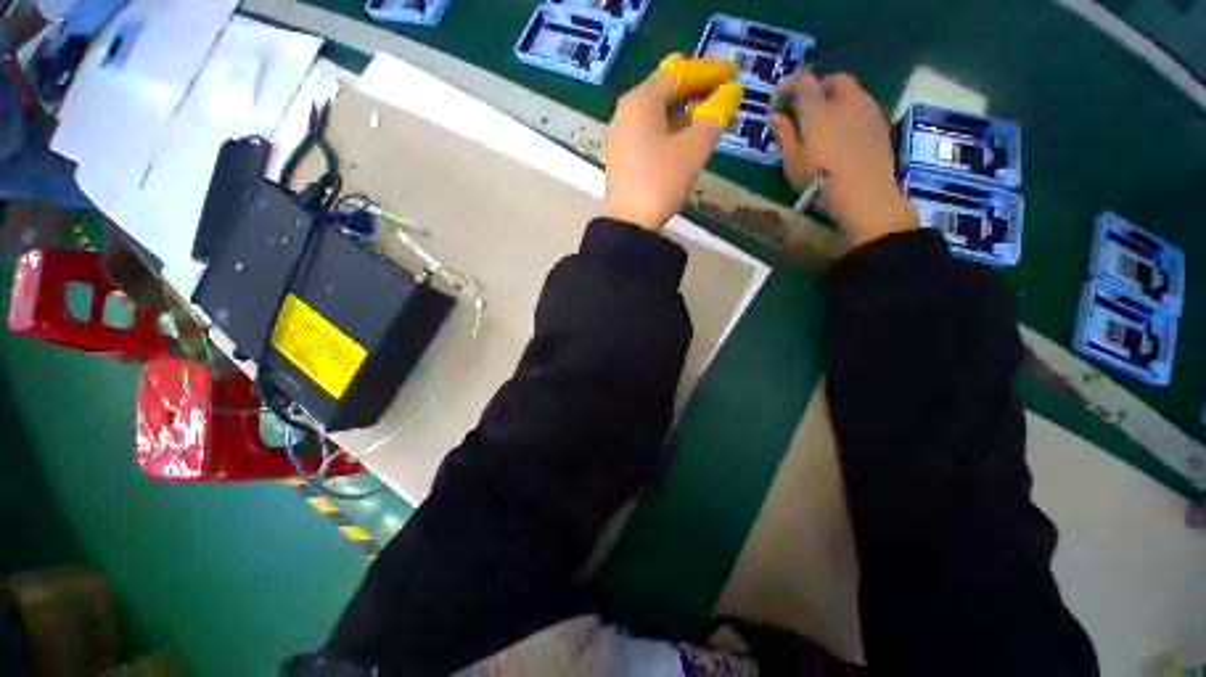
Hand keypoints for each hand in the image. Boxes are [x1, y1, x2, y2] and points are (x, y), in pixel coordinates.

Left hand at [603, 56, 742, 231]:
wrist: (629, 222)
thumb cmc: (662, 180)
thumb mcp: (695, 147)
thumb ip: (714, 115)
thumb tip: (728, 94)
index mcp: (641, 100)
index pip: (677, 72)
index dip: (706, 71)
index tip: (730, 74)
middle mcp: (624, 111)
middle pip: (662, 91)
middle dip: (692, 91)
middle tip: (718, 95)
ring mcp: (617, 136)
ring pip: (652, 114)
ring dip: (679, 113)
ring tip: (702, 119)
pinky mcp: (617, 158)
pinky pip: (644, 133)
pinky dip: (664, 131)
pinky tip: (678, 141)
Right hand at [770, 71, 918, 246]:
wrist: (864, 194)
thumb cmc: (819, 180)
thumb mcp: (792, 162)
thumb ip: (784, 135)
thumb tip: (775, 116)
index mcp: (819, 109)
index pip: (802, 81)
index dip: (787, 86)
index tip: (778, 102)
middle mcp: (845, 100)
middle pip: (832, 80)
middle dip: (816, 88)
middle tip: (804, 109)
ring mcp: (867, 109)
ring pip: (851, 91)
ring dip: (835, 98)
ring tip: (824, 121)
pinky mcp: (880, 123)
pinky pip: (862, 106)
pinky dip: (849, 111)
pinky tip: (843, 132)